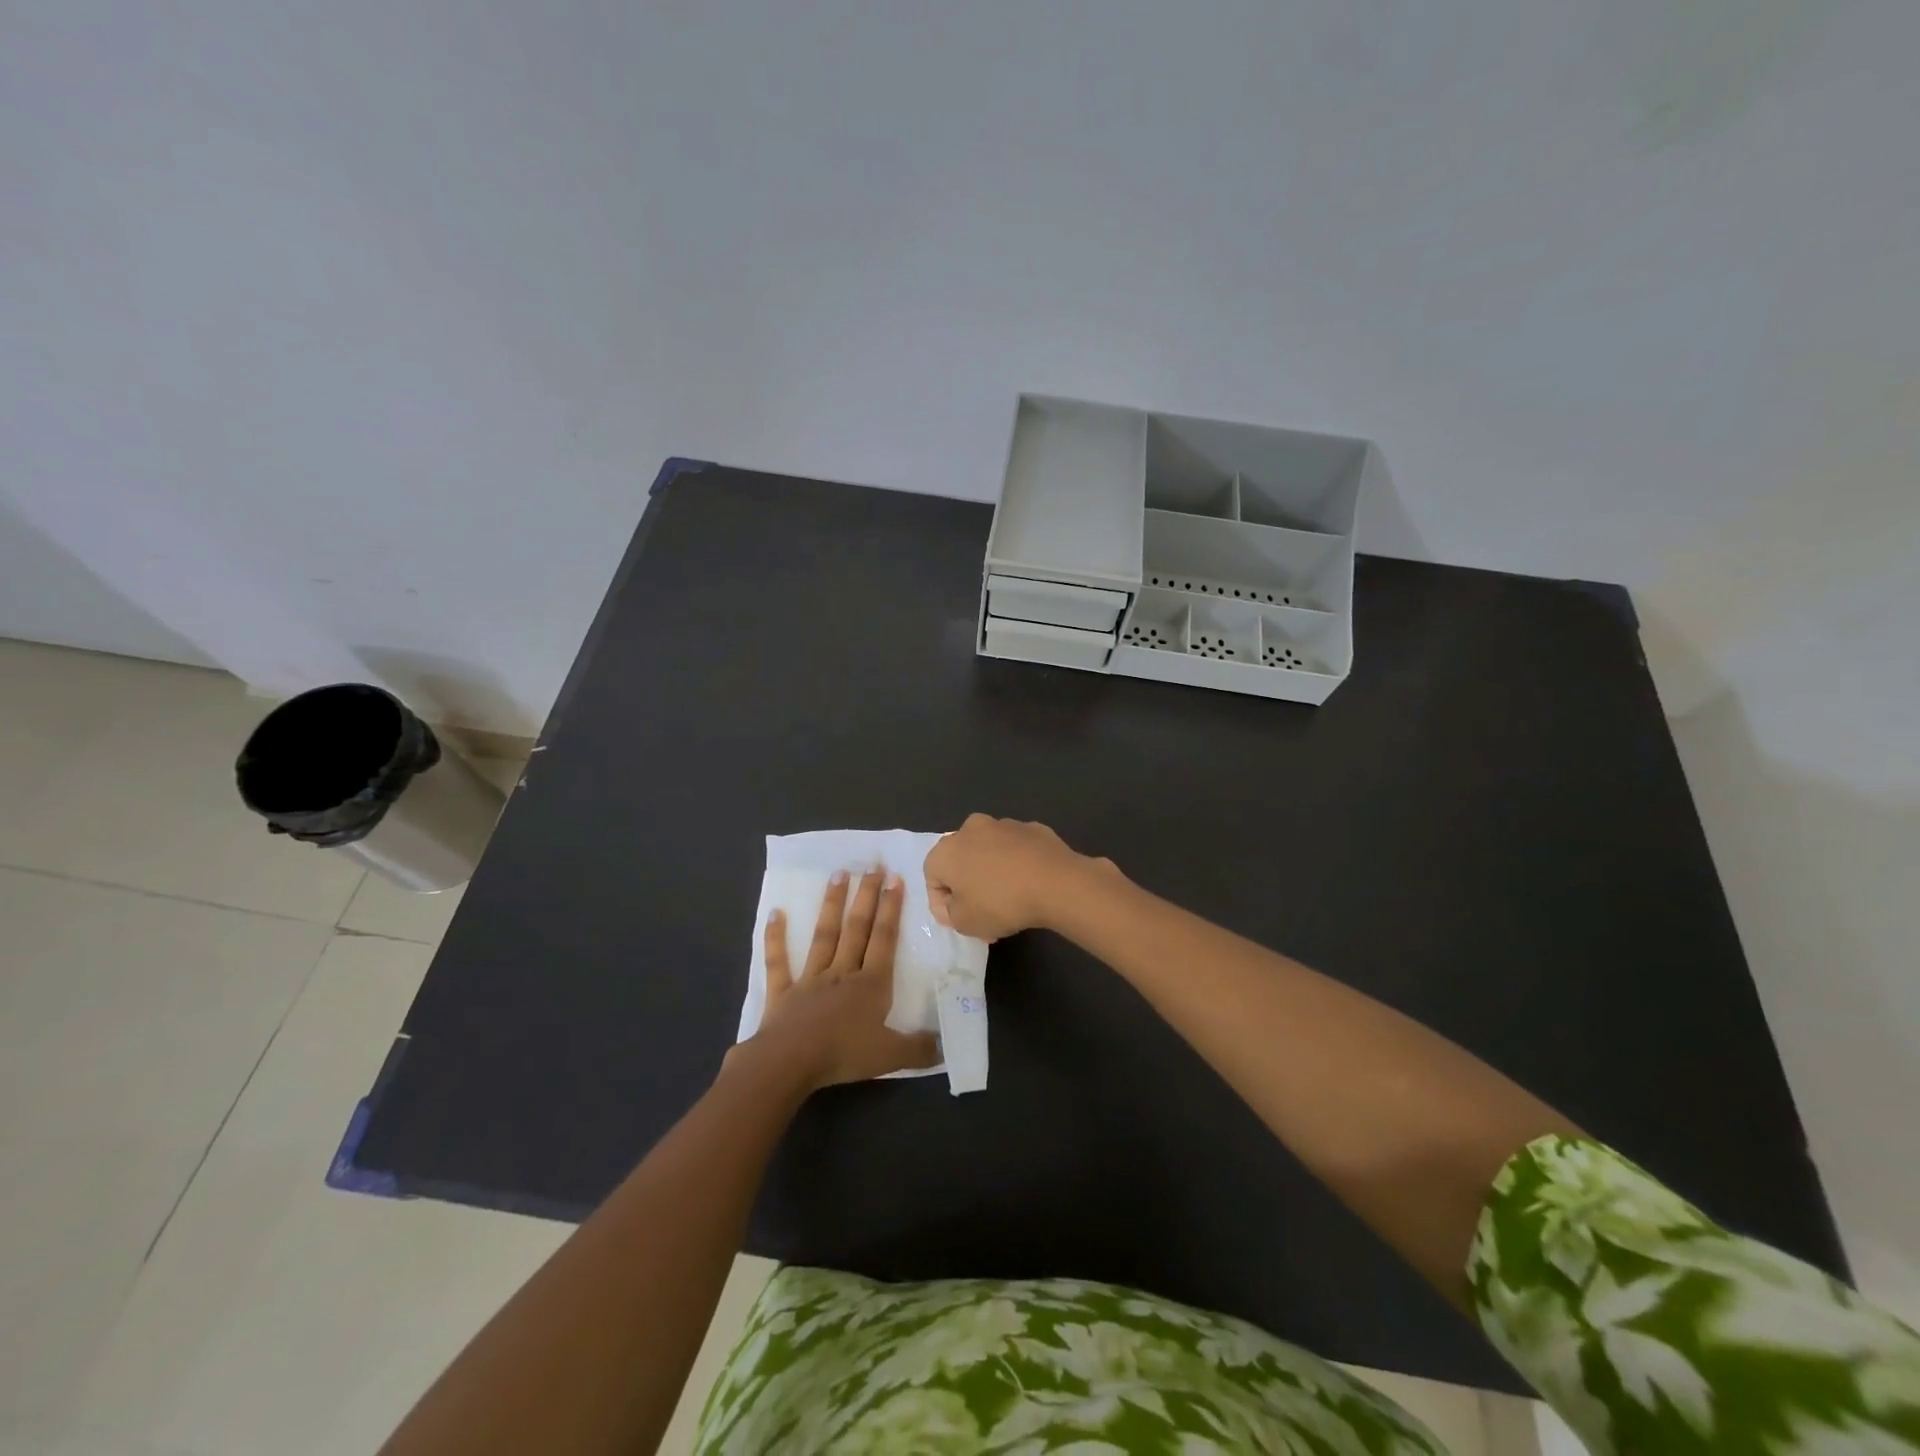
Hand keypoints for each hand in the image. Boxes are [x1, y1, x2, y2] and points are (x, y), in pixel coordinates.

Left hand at [737, 868, 939, 1090]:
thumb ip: (919, 1050)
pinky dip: (776, 938)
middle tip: (872, 864)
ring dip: (832, 904)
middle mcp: (842, 972)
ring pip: (824, 935)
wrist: (789, 1063)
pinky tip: (775, 913)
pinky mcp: (783, 992)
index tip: (895, 878)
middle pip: (857, 928)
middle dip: (867, 895)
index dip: (891, 908)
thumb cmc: (843, 1055)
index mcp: (871, 984)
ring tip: (839, 873)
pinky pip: (779, 962)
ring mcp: (810, 979)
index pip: (884, 939)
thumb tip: (945, 1047)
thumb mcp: (891, 1056)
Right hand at [924, 814, 1116, 940]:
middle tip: (982, 914)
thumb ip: (951, 913)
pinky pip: (1016, 850)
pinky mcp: (1032, 828)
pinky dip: (1017, 865)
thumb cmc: (1001, 903)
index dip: (942, 905)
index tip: (959, 923)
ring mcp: (1004, 825)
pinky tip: (1030, 885)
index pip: (932, 878)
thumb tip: (958, 903)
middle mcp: (971, 829)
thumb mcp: (964, 923)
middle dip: (968, 887)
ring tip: (1009, 902)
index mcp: (946, 850)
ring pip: (989, 853)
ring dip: (992, 874)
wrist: (1055, 882)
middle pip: (961, 861)